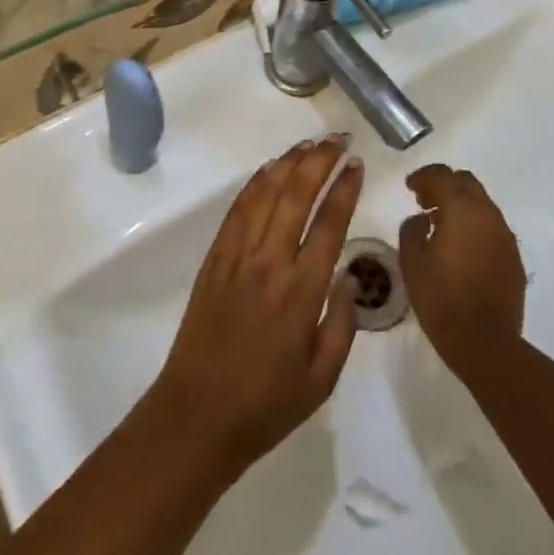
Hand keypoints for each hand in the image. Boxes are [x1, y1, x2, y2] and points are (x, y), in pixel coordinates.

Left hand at [147, 137, 363, 476]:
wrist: (198, 415)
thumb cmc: (266, 404)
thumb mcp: (321, 380)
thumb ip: (343, 325)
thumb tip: (349, 278)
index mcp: (301, 293)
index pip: (329, 225)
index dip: (344, 190)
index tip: (356, 165)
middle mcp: (270, 263)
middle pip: (297, 196)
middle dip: (320, 162)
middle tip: (338, 140)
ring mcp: (238, 256)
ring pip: (266, 194)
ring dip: (289, 163)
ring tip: (309, 143)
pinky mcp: (215, 257)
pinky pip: (238, 209)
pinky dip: (256, 183)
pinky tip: (269, 169)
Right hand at [398, 164, 526, 376]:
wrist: (486, 345)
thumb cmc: (442, 299)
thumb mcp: (412, 261)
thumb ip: (411, 229)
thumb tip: (421, 219)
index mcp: (462, 208)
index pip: (442, 176)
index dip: (423, 177)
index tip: (409, 187)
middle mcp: (488, 214)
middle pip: (466, 182)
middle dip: (444, 185)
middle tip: (425, 202)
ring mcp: (505, 236)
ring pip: (482, 204)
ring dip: (461, 205)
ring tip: (441, 225)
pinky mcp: (515, 258)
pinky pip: (492, 228)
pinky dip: (475, 226)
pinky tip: (462, 248)